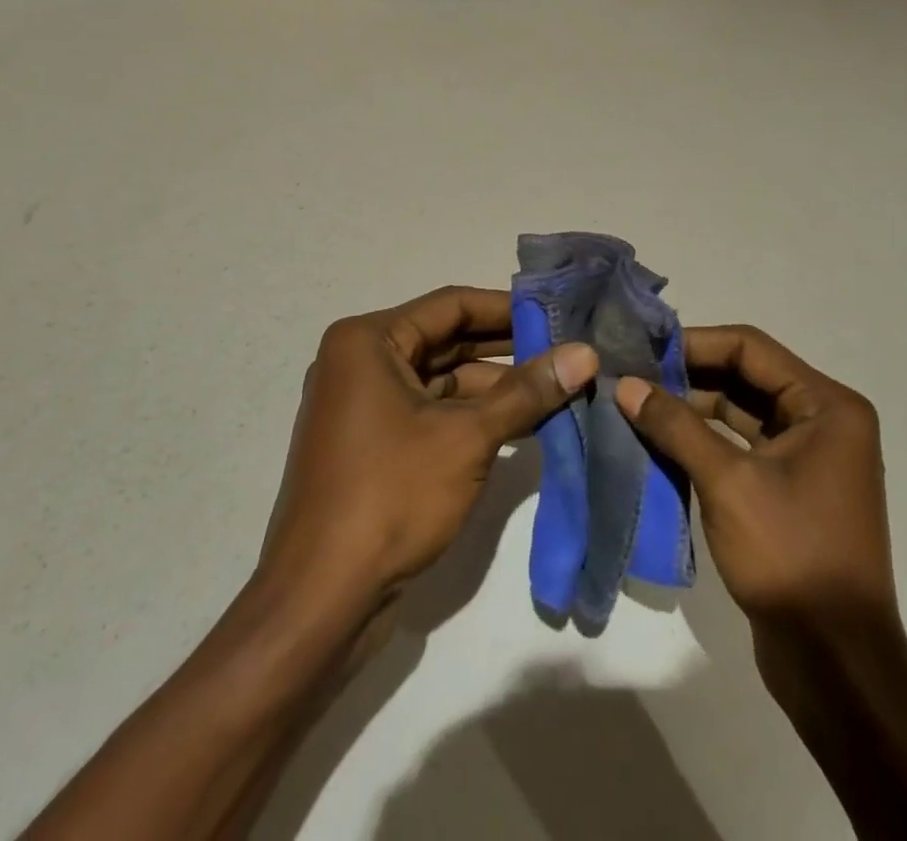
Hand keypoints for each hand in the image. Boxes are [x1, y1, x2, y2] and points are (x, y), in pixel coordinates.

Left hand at [260, 286, 597, 608]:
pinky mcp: (372, 445)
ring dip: (494, 388)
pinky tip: (521, 424)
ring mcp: (363, 406)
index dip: (506, 309)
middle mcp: (360, 363)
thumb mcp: (467, 437)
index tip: (557, 313)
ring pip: (440, 381)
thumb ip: (527, 392)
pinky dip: (471, 417)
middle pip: (445, 341)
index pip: (450, 306)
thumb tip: (586, 353)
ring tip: (556, 389)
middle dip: (505, 350)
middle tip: (564, 350)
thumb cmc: (390, 495)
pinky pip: (430, 413)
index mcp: (367, 341)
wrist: (321, 600)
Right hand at [614, 325, 893, 626]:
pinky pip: (742, 446)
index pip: (750, 347)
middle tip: (632, 375)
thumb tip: (626, 385)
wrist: (836, 665)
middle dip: (689, 376)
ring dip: (692, 409)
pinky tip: (660, 442)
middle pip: (746, 376)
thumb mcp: (727, 482)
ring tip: (637, 404)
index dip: (694, 343)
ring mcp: (808, 457)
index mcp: (827, 405)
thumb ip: (675, 426)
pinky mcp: (790, 489)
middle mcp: (823, 420)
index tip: (644, 348)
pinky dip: (704, 441)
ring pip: (741, 412)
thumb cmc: (790, 557)